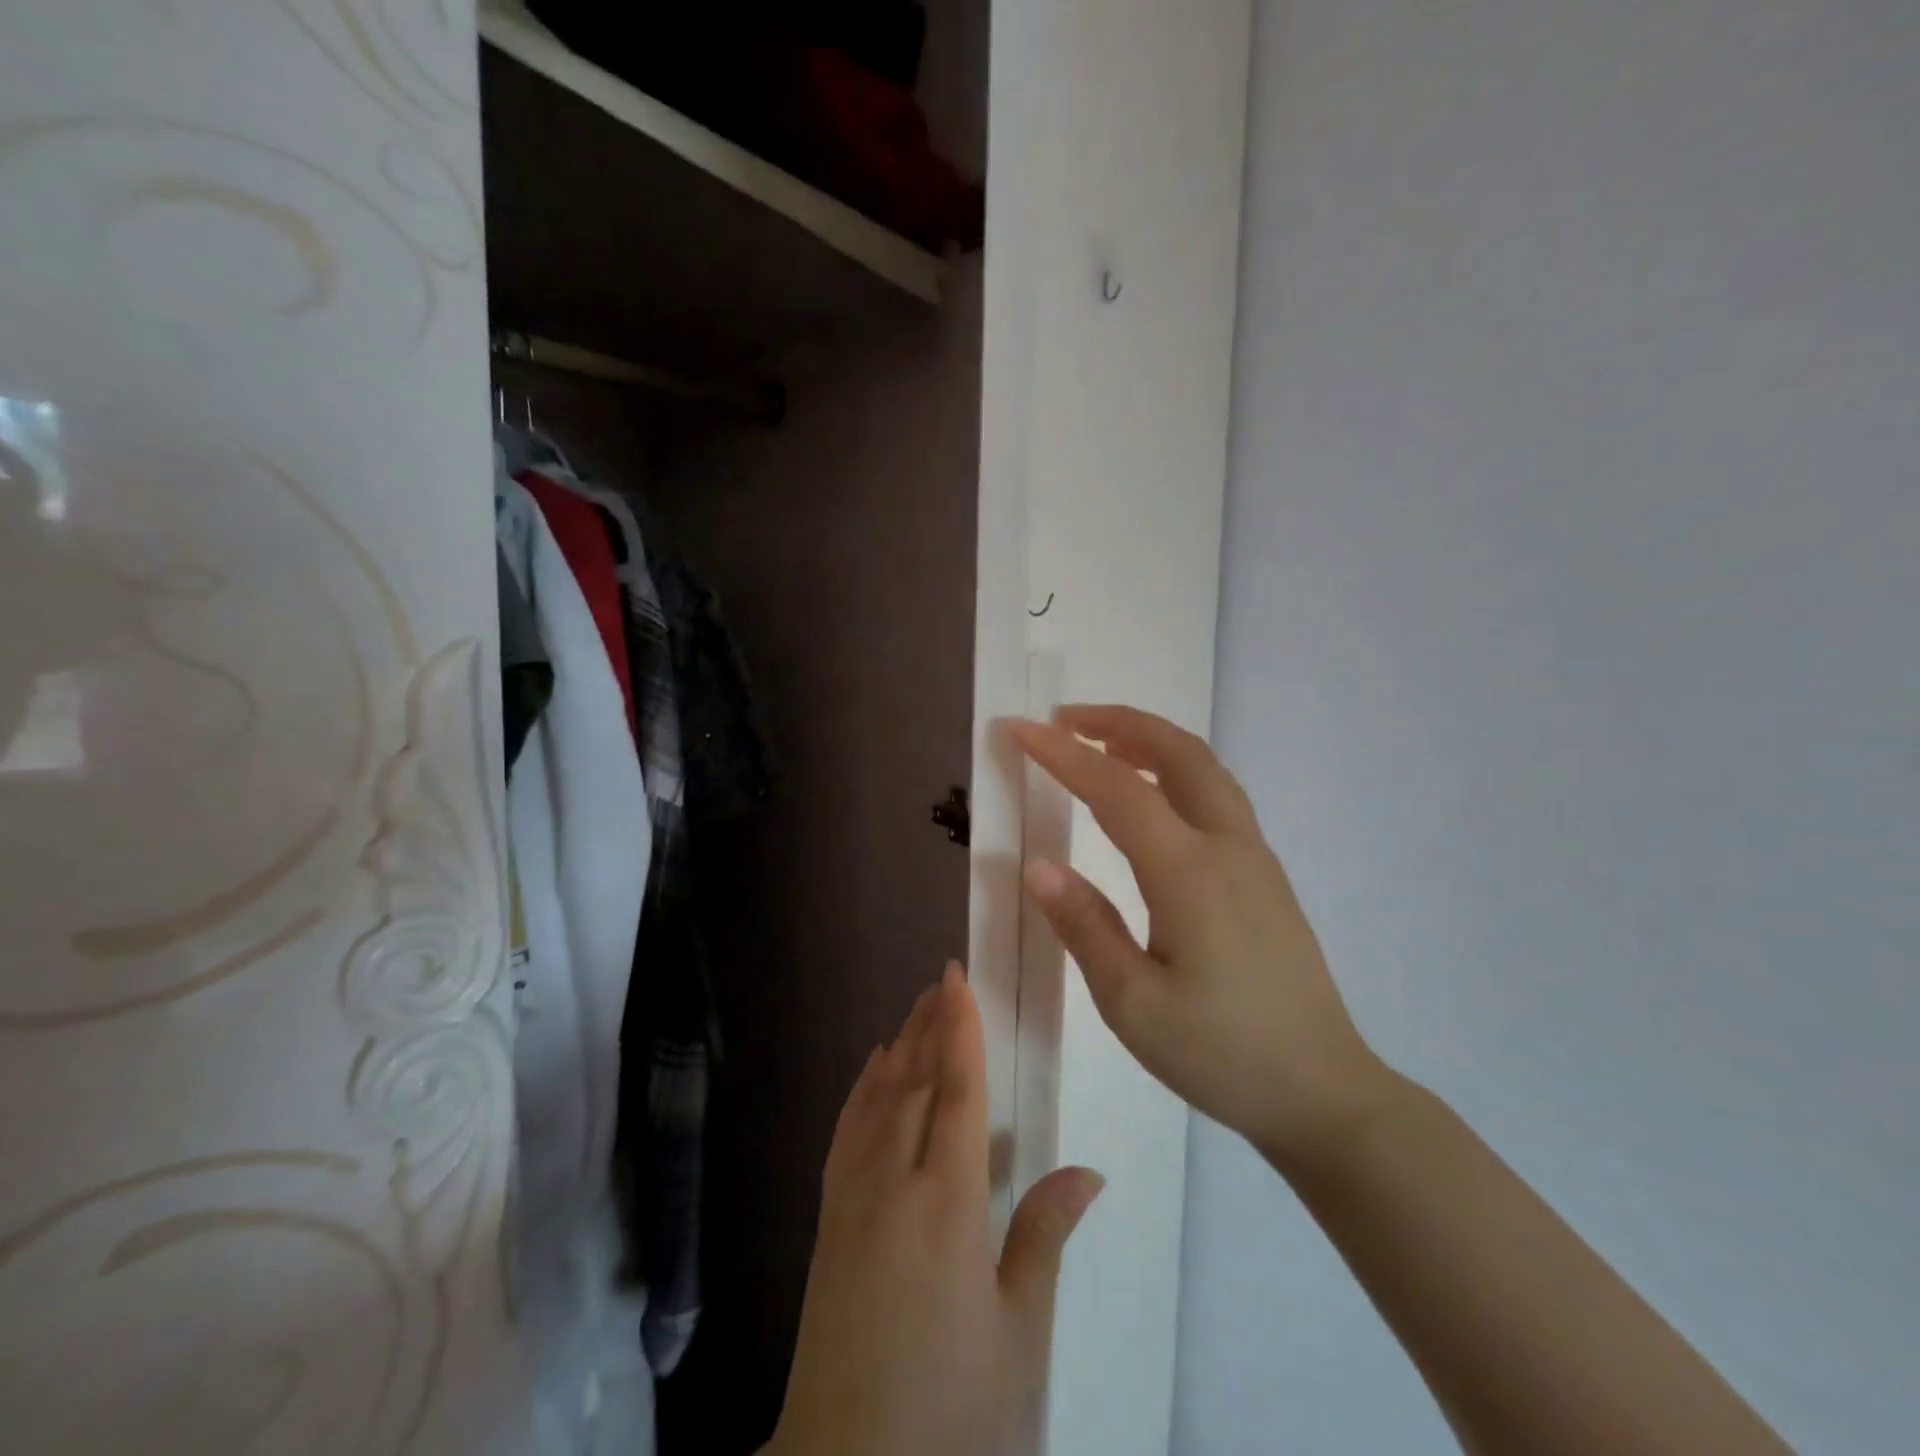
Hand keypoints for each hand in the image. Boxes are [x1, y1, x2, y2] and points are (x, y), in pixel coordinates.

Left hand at [768, 964, 1104, 1455]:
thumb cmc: (952, 1409)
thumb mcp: (1018, 1335)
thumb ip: (1045, 1238)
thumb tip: (1087, 1170)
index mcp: (948, 1203)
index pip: (956, 1092)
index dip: (959, 1029)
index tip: (957, 978)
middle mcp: (893, 1182)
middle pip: (913, 1081)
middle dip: (929, 1024)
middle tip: (943, 979)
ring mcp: (852, 1197)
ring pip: (878, 1098)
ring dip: (898, 1045)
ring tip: (916, 1006)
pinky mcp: (828, 1219)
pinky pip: (846, 1131)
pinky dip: (861, 1089)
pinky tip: (871, 1068)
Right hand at [1010, 706, 1387, 1166]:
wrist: (1323, 1092)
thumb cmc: (1221, 1053)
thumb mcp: (1134, 1004)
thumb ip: (1085, 927)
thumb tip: (1040, 867)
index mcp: (1189, 873)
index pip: (1117, 789)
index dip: (1064, 754)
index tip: (1019, 728)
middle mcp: (1228, 847)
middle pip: (1178, 753)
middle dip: (1119, 722)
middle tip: (1066, 719)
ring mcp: (1255, 858)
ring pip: (1205, 769)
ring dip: (1152, 740)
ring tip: (1103, 742)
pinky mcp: (1265, 876)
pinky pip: (1217, 795)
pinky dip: (1176, 769)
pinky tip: (1152, 796)